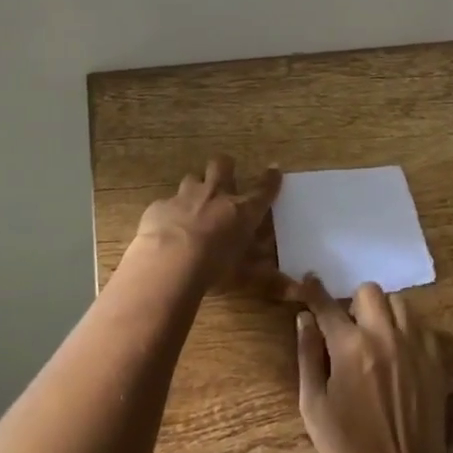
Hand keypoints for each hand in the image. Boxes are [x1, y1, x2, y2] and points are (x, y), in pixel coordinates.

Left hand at [134, 155, 285, 293]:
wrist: (168, 263)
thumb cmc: (213, 269)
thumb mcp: (244, 277)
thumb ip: (266, 278)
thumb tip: (293, 288)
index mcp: (242, 211)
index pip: (263, 190)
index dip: (271, 179)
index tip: (274, 170)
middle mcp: (215, 195)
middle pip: (222, 164)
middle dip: (225, 167)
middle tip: (224, 179)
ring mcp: (185, 197)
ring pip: (192, 178)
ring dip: (195, 188)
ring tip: (193, 205)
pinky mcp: (160, 206)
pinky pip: (166, 203)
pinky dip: (168, 212)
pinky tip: (165, 228)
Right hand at [295, 277, 446, 452]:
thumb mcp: (314, 407)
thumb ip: (308, 356)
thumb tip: (304, 319)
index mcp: (350, 347)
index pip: (328, 305)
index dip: (314, 290)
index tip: (308, 280)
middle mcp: (385, 337)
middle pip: (370, 292)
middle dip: (354, 304)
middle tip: (349, 328)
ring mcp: (416, 348)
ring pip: (400, 304)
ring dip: (384, 313)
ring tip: (376, 339)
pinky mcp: (437, 363)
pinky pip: (422, 327)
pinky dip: (408, 331)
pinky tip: (399, 354)